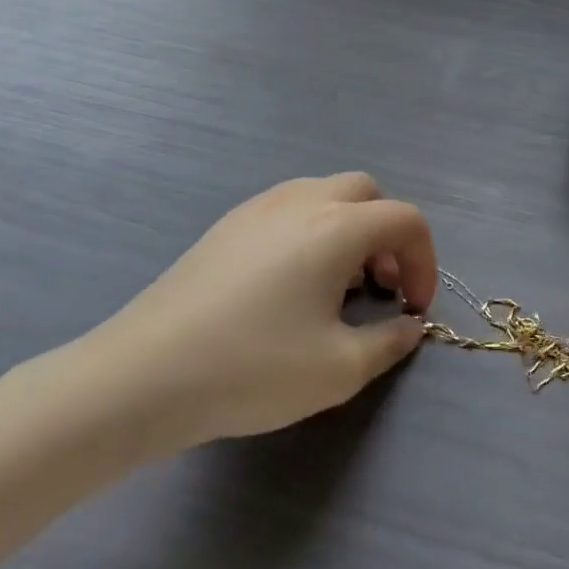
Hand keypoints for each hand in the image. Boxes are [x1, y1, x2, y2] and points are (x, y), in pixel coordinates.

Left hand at [55, 173, 434, 460]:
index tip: (413, 309)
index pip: (405, 220)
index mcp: (336, 227)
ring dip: (350, 229)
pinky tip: (291, 285)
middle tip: (380, 287)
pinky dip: (313, 232)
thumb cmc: (252, 368)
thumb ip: (389, 342)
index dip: (425, 262)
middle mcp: (301, 202)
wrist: (143, 375)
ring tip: (337, 287)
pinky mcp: (226, 226)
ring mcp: (258, 208)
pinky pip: (289, 209)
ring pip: (325, 195)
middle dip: (388, 235)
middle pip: (367, 193)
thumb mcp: (338, 369)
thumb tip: (409, 326)